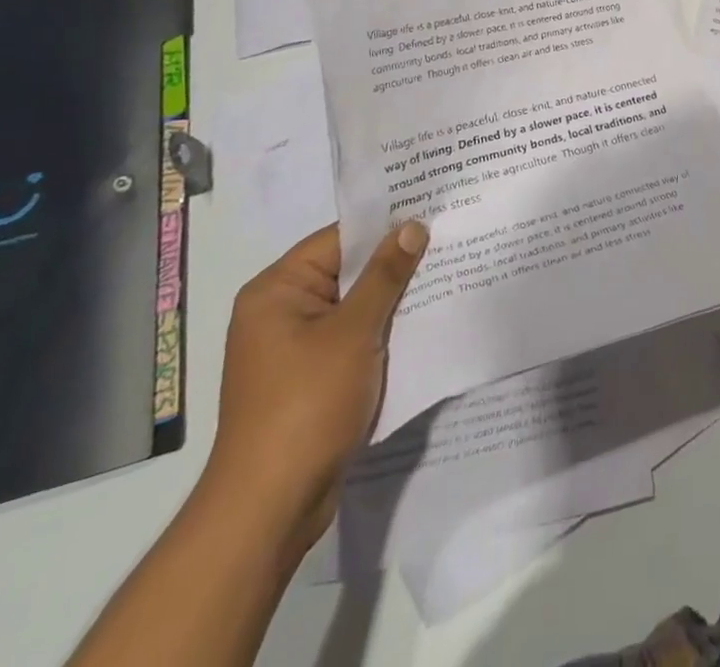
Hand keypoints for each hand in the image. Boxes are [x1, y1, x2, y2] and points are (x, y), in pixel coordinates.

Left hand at [204, 220, 428, 557]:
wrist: (270, 507)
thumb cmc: (306, 404)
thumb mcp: (353, 332)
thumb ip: (385, 275)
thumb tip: (412, 227)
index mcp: (277, 290)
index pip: (339, 239)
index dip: (386, 226)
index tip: (433, 212)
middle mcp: (280, 312)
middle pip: (347, 271)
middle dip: (395, 263)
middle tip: (449, 241)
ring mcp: (294, 348)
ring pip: (354, 307)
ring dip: (392, 299)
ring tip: (446, 276)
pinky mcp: (310, 379)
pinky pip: (352, 338)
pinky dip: (382, 331)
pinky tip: (423, 324)